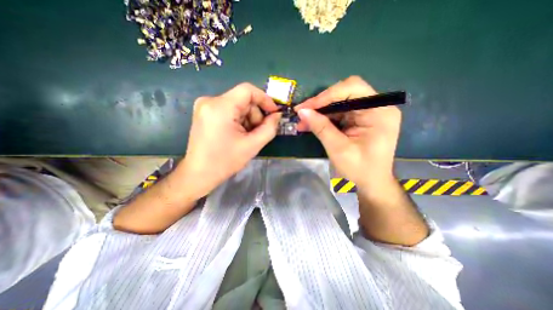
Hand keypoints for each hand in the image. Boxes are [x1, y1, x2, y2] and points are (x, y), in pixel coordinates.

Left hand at [179, 83, 280, 198]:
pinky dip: (238, 121)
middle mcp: (210, 101)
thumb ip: (270, 128)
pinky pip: (229, 111)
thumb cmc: (225, 161)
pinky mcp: (205, 113)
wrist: (200, 174)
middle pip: (243, 100)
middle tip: (257, 133)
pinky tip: (237, 135)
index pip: (248, 90)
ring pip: (237, 106)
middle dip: (255, 116)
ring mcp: (205, 106)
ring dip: (247, 120)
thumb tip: (277, 115)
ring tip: (246, 137)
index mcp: (220, 106)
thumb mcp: (253, 145)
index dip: (265, 99)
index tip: (273, 113)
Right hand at [296, 77, 399, 189]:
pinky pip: (339, 113)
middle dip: (321, 103)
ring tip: (303, 122)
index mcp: (379, 111)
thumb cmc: (360, 169)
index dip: (327, 95)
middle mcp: (376, 107)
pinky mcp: (359, 119)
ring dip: (320, 112)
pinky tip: (311, 124)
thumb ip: (321, 128)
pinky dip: (324, 118)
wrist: (371, 183)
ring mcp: (368, 112)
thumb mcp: (338, 149)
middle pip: (344, 93)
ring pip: (338, 103)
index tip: (306, 107)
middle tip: (302, 113)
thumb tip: (302, 111)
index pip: (352, 88)